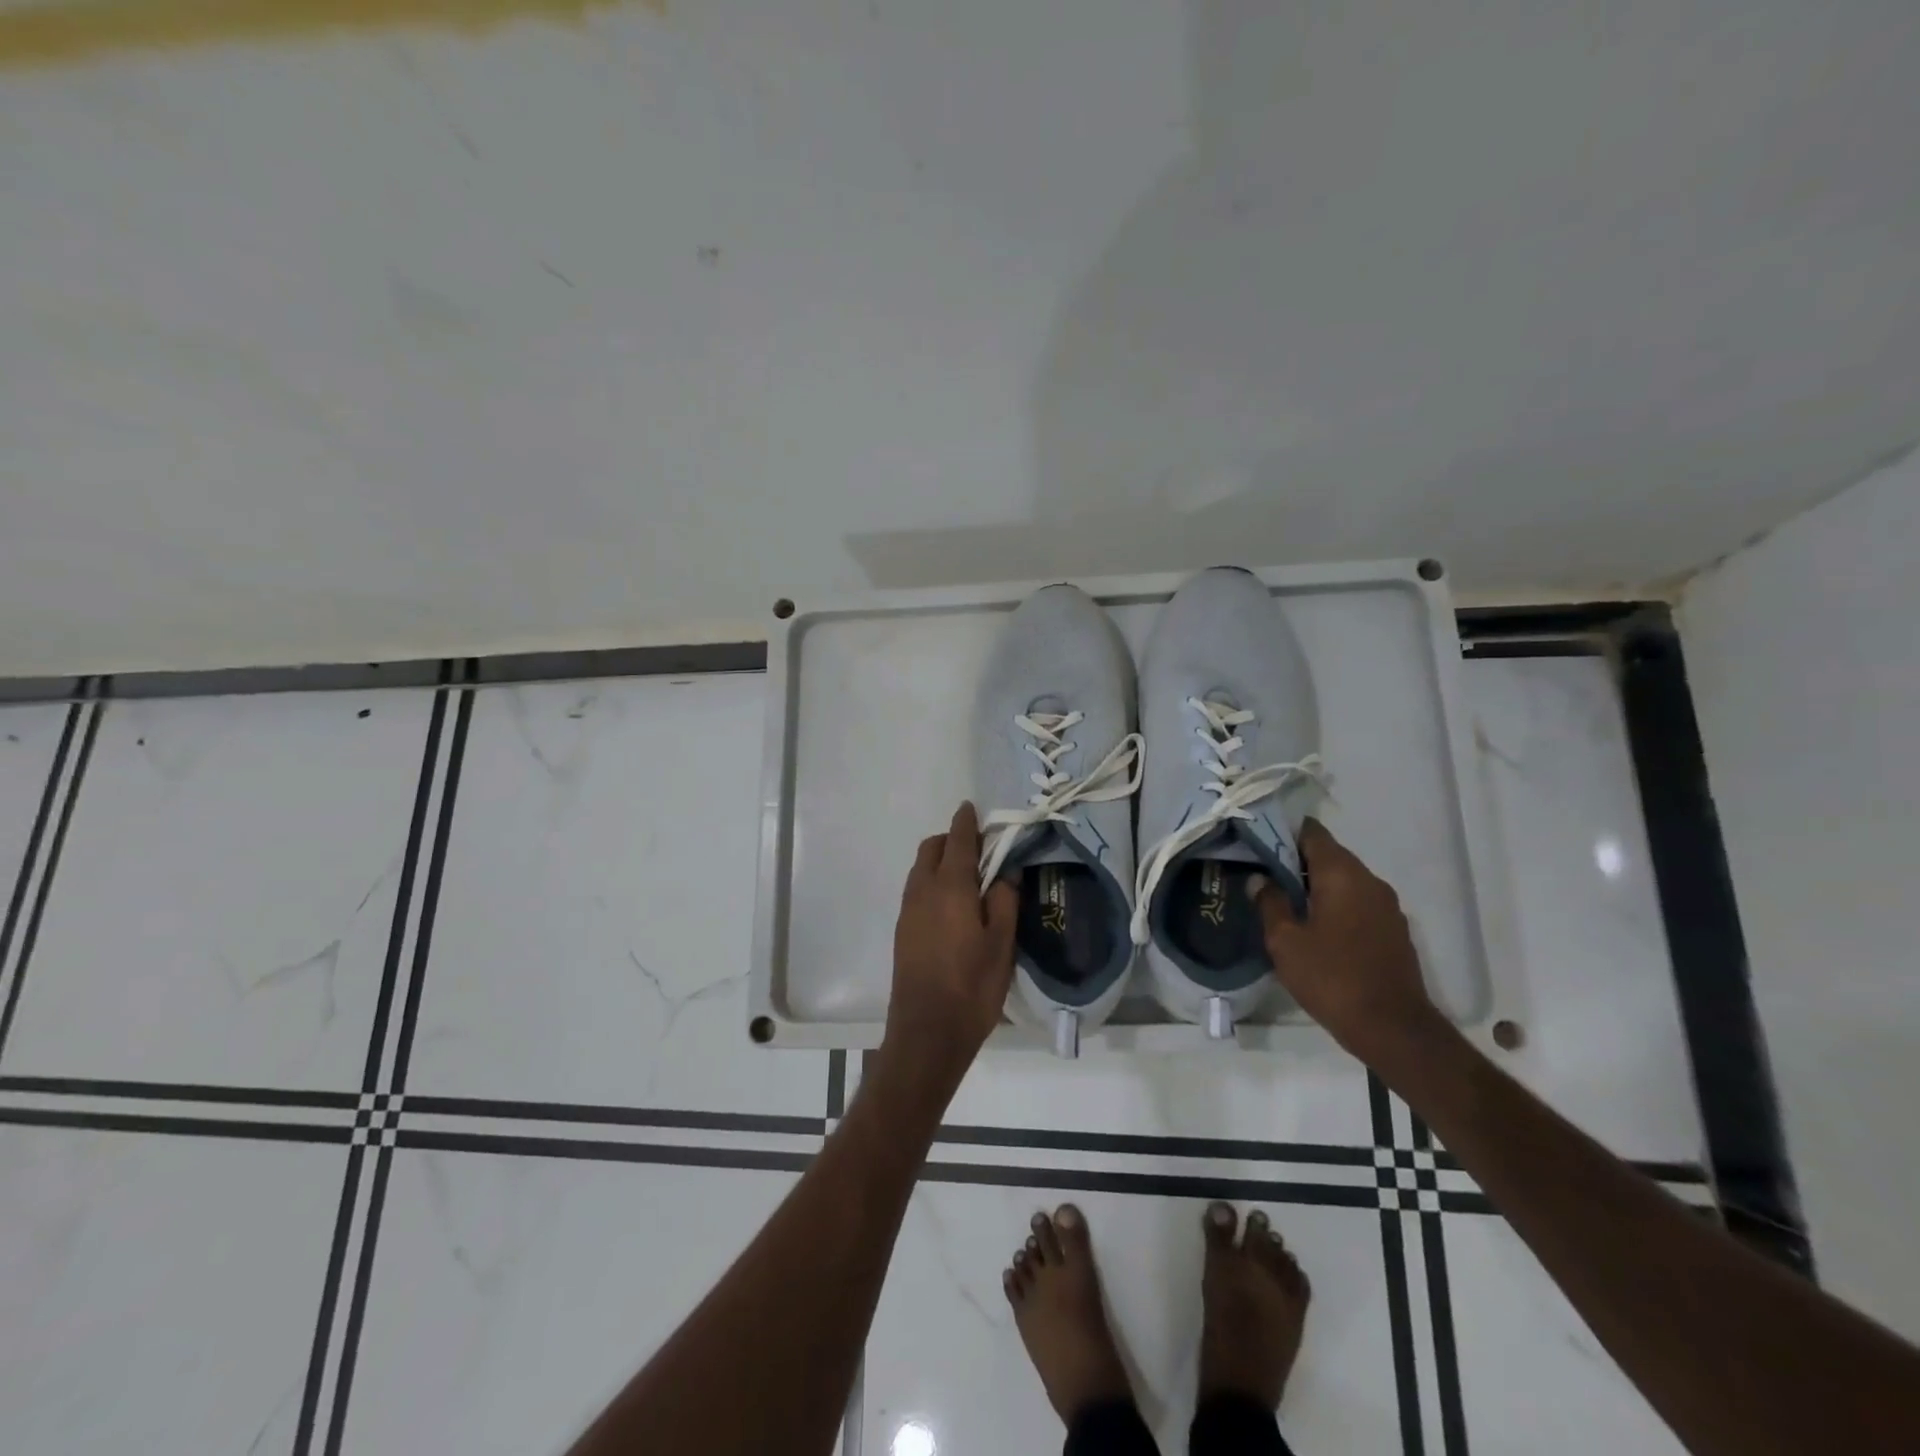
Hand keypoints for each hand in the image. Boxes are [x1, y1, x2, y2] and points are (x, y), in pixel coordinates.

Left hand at [881, 802, 1018, 1094]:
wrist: (927, 1032)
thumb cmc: (972, 986)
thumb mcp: (1002, 943)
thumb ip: (1005, 900)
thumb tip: (1006, 872)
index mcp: (950, 886)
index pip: (958, 840)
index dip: (966, 821)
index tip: (972, 808)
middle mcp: (922, 890)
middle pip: (932, 848)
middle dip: (952, 840)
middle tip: (981, 852)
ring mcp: (908, 910)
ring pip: (920, 869)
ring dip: (940, 862)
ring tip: (970, 880)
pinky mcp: (902, 930)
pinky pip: (916, 890)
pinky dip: (932, 882)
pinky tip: (953, 906)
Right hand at [1252, 819, 1440, 1062]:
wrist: (1393, 1028)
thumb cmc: (1331, 977)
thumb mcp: (1285, 941)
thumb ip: (1270, 902)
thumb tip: (1260, 879)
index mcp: (1342, 874)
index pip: (1312, 833)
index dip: (1284, 831)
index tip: (1258, 840)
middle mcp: (1369, 880)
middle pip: (1329, 854)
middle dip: (1296, 859)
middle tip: (1262, 871)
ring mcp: (1387, 905)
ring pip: (1344, 879)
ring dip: (1316, 883)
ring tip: (1284, 899)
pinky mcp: (1393, 929)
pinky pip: (1358, 901)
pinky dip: (1335, 902)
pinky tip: (1314, 924)